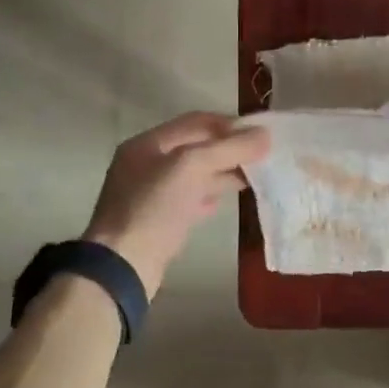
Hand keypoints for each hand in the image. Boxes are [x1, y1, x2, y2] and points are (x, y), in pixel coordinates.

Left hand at [81, 113, 270, 297]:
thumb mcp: (192, 167)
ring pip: (194, 175)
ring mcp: (150, 194)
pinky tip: (225, 202)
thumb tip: (265, 134)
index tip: (260, 133)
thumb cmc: (154, 207)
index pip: (196, 122)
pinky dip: (210, 196)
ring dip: (223, 173)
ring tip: (254, 178)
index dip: (229, 124)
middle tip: (263, 156)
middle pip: (196, 147)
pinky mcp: (158, 221)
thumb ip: (229, 148)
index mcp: (148, 143)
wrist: (123, 266)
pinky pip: (189, 199)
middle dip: (229, 150)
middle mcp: (147, 164)